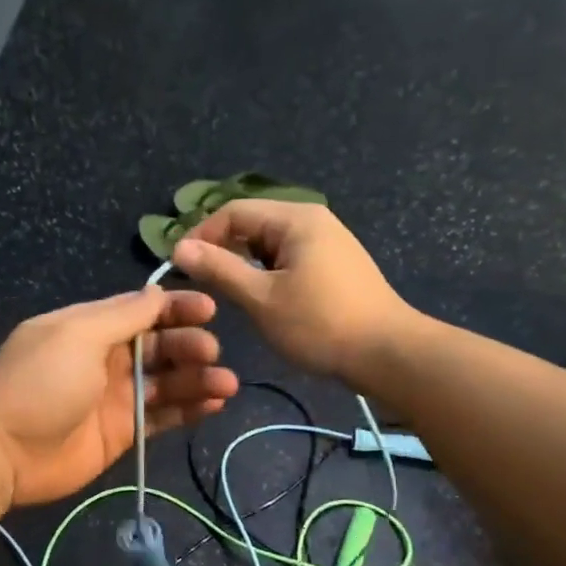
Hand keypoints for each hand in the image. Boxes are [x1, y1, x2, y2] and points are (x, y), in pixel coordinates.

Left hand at [0, 288, 238, 506]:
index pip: (141, 310)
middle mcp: (106, 358)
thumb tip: (157, 292)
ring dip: (197, 378)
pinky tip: (214, 403)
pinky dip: (189, 408)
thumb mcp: (78, 336)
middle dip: (189, 344)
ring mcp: (115, 396)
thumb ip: (122, 316)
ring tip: (226, 384)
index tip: (208, 309)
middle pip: (159, 344)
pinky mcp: (123, 431)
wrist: (4, 452)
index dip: (175, 307)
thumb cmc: (39, 383)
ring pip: (166, 381)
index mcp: (90, 327)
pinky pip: (163, 415)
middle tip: (211, 352)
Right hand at [171, 200, 411, 380]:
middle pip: (253, 224)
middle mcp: (312, 220)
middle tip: (199, 283)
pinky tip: (261, 298)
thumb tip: (179, 247)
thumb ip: (219, 269)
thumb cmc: (320, 324)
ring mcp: (328, 242)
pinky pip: (289, 258)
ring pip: (270, 244)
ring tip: (226, 294)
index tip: (178, 266)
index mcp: (295, 219)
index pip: (233, 212)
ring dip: (244, 264)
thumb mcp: (261, 298)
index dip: (201, 235)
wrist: (386, 353)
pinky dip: (267, 273)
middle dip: (222, 249)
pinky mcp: (335, 265)